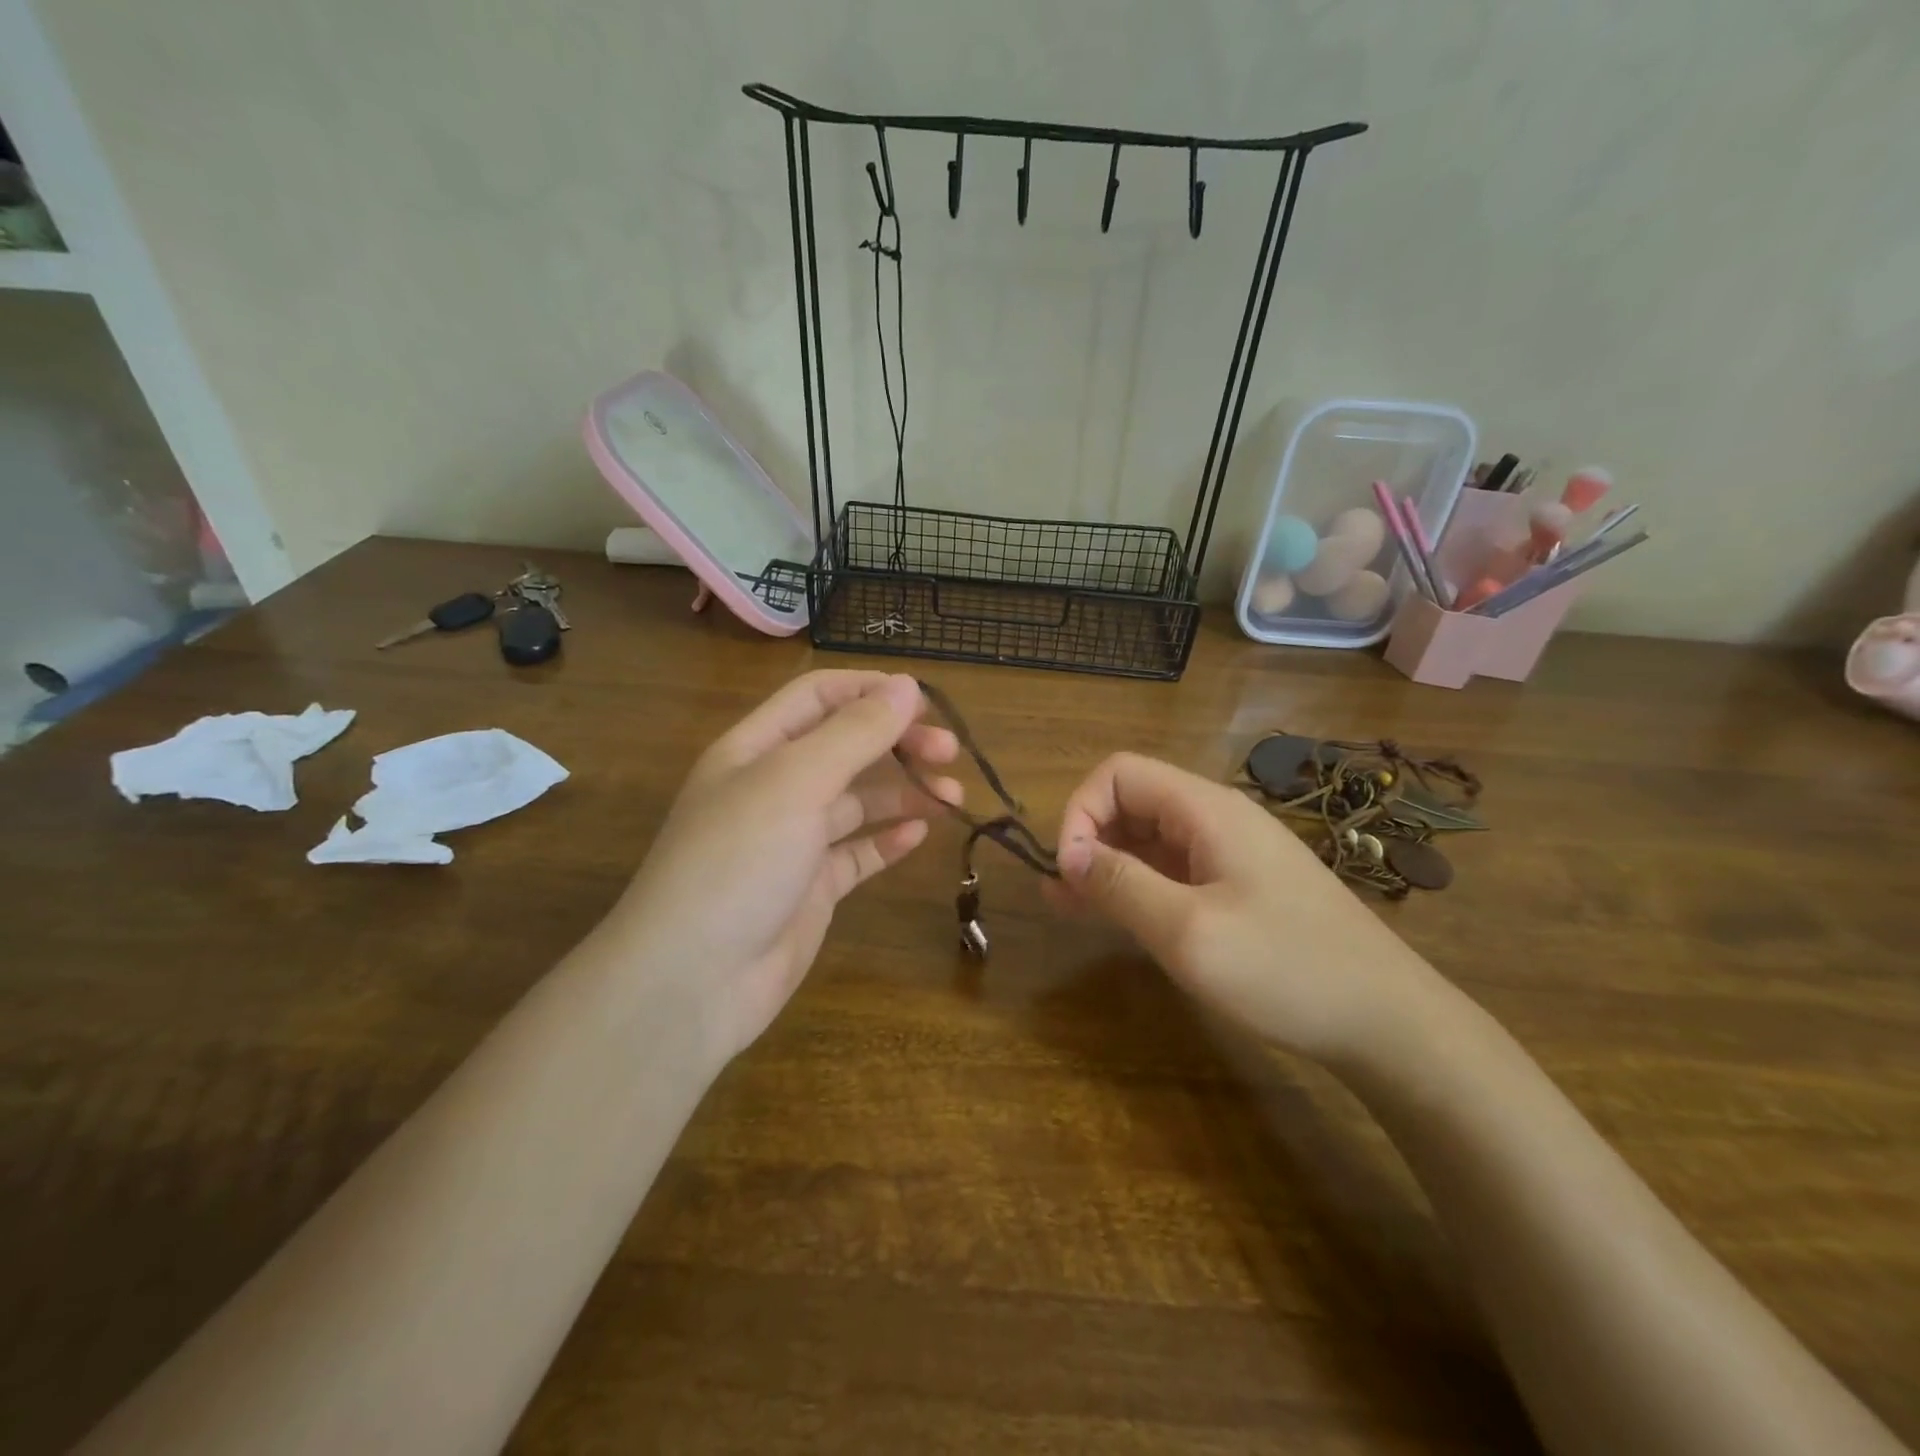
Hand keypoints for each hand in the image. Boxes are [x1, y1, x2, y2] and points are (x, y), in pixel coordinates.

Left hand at [606, 671, 960, 1064]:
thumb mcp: (796, 782)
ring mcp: (793, 841)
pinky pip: (857, 853)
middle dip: (898, 742)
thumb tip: (907, 685)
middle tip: (949, 753)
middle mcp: (774, 787)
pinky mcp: (811, 888)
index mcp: (757, 748)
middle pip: (846, 746)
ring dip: (905, 791)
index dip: (872, 690)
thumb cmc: (739, 861)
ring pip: (858, 800)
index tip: (927, 703)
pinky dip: (888, 839)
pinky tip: (921, 835)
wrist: (693, 982)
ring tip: (952, 798)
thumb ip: (855, 732)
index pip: (819, 696)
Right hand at [1051, 753, 1438, 1061]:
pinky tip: (1118, 917)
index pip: (1119, 774)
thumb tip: (1066, 854)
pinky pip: (1175, 871)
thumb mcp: (1188, 930)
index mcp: (1206, 809)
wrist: (1389, 1022)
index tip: (1067, 870)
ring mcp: (1233, 854)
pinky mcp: (1242, 887)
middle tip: (1059, 894)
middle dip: (1088, 839)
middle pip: (1133, 802)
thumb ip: (1120, 884)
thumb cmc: (1285, 968)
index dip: (1080, 811)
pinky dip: (1139, 886)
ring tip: (1068, 906)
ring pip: (1151, 839)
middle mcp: (1217, 818)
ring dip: (1107, 865)